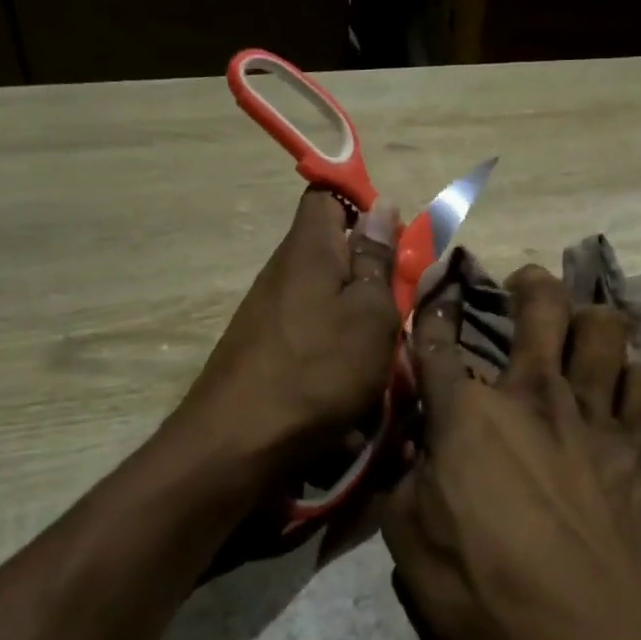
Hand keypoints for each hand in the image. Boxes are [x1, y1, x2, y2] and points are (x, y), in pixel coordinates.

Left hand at [183, 188, 400, 467]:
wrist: (237, 445)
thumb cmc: (318, 370)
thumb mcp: (370, 313)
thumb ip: (378, 260)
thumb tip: (382, 206)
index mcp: (308, 248)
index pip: (329, 194)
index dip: (365, 205)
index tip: (397, 238)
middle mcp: (283, 270)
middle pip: (333, 249)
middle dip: (373, 270)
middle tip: (403, 303)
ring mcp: (269, 311)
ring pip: (328, 294)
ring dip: (360, 315)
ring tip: (386, 350)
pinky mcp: (265, 347)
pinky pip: (313, 329)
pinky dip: (339, 346)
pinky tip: (354, 379)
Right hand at [382, 265, 640, 639]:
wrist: (593, 634)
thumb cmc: (487, 592)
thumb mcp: (411, 548)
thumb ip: (406, 486)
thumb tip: (414, 454)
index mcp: (468, 414)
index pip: (438, 345)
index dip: (433, 315)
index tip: (435, 298)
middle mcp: (532, 394)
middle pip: (540, 307)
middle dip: (531, 285)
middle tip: (527, 284)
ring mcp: (593, 413)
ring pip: (605, 329)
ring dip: (593, 320)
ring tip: (586, 328)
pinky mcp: (640, 444)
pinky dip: (638, 377)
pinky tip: (630, 385)